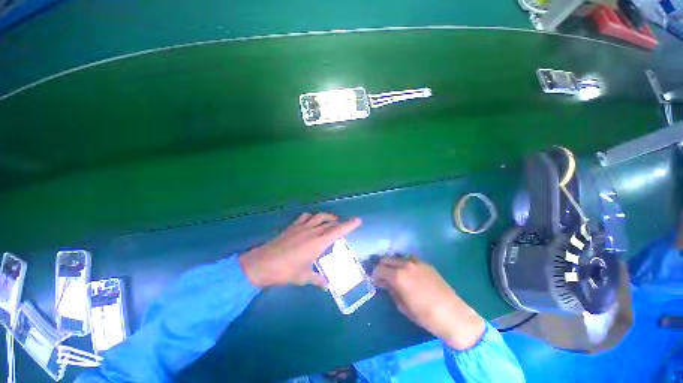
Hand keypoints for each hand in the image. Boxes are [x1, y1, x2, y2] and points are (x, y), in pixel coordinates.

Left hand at [239, 213, 361, 288]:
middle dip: (339, 222)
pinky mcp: (292, 227)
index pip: (338, 231)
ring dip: (327, 217)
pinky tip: (311, 221)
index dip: (349, 225)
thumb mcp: (303, 277)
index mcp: (318, 243)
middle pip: (330, 222)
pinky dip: (311, 217)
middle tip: (344, 225)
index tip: (358, 220)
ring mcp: (301, 227)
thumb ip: (316, 280)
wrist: (261, 264)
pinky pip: (305, 217)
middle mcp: (312, 231)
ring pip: (318, 216)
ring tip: (331, 221)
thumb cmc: (285, 271)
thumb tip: (326, 286)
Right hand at [373, 257, 485, 349]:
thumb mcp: (402, 306)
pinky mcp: (425, 263)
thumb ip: (390, 290)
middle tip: (383, 277)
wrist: (452, 314)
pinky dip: (404, 264)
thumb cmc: (424, 315)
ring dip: (393, 264)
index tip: (376, 281)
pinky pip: (409, 259)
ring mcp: (416, 262)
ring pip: (397, 257)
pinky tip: (409, 274)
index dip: (374, 275)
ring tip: (396, 274)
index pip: (378, 268)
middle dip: (382, 267)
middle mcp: (405, 264)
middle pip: (386, 259)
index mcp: (397, 275)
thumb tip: (383, 282)